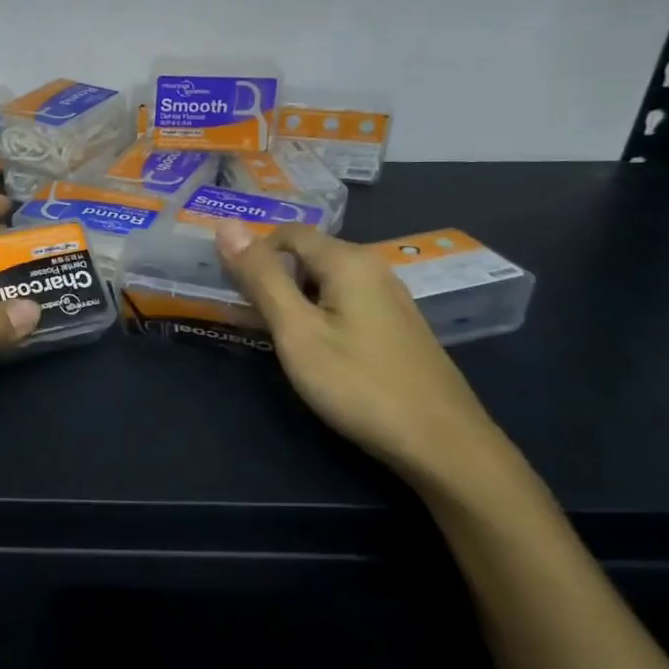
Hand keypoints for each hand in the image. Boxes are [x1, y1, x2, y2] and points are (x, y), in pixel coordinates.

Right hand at [215, 222, 507, 485]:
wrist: (441, 443)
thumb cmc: (358, 384)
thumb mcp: (296, 331)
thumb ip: (261, 278)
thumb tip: (227, 225)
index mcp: (349, 261)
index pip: (288, 233)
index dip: (253, 252)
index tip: (228, 287)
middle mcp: (373, 269)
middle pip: (308, 256)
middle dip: (271, 277)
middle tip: (244, 316)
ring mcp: (390, 299)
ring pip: (326, 282)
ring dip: (292, 299)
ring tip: (270, 336)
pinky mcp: (396, 327)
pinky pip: (344, 304)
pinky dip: (317, 315)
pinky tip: (312, 351)